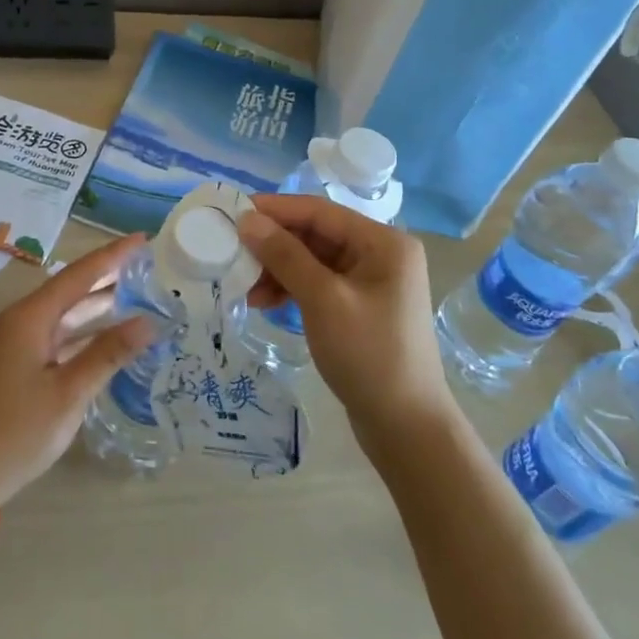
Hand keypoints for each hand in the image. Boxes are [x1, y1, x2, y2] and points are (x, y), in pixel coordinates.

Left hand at [0, 234, 155, 506]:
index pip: (79, 275)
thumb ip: (108, 353)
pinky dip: (84, 331)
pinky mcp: (17, 364)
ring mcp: (17, 343)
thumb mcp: (69, 393)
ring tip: (136, 293)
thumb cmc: (17, 431)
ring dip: (97, 304)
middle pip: (71, 289)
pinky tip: (108, 336)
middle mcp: (21, 321)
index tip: (143, 239)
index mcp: (30, 317)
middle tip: (146, 265)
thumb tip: (148, 322)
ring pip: (65, 313)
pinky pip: (58, 335)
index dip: (112, 256)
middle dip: (108, 276)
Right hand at [239, 195, 457, 452]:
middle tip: (231, 251)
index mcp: (383, 242)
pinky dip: (291, 289)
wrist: (407, 429)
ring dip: (278, 269)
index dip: (275, 209)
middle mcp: (379, 254)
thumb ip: (285, 255)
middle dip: (273, 244)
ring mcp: (370, 282)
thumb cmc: (369, 355)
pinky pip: (318, 284)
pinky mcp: (358, 307)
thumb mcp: (323, 300)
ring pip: (313, 260)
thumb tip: (247, 219)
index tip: (233, 211)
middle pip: (315, 235)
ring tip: (244, 286)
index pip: (319, 211)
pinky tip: (263, 302)